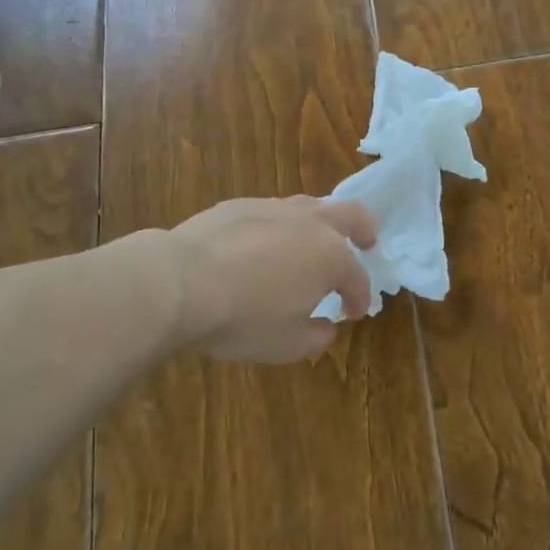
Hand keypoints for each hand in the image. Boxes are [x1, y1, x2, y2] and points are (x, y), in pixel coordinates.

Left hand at [165, 196, 379, 362]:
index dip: (359, 298)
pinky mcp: (240, 205)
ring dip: (320, 224)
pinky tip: (263, 244)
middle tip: (367, 241)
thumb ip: (316, 336)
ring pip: (310, 206)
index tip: (353, 313)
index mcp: (331, 257)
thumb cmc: (243, 318)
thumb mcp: (286, 345)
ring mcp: (275, 208)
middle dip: (364, 229)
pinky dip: (279, 227)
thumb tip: (326, 326)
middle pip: (351, 215)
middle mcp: (310, 224)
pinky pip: (272, 212)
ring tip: (311, 242)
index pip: (357, 278)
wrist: (181, 282)